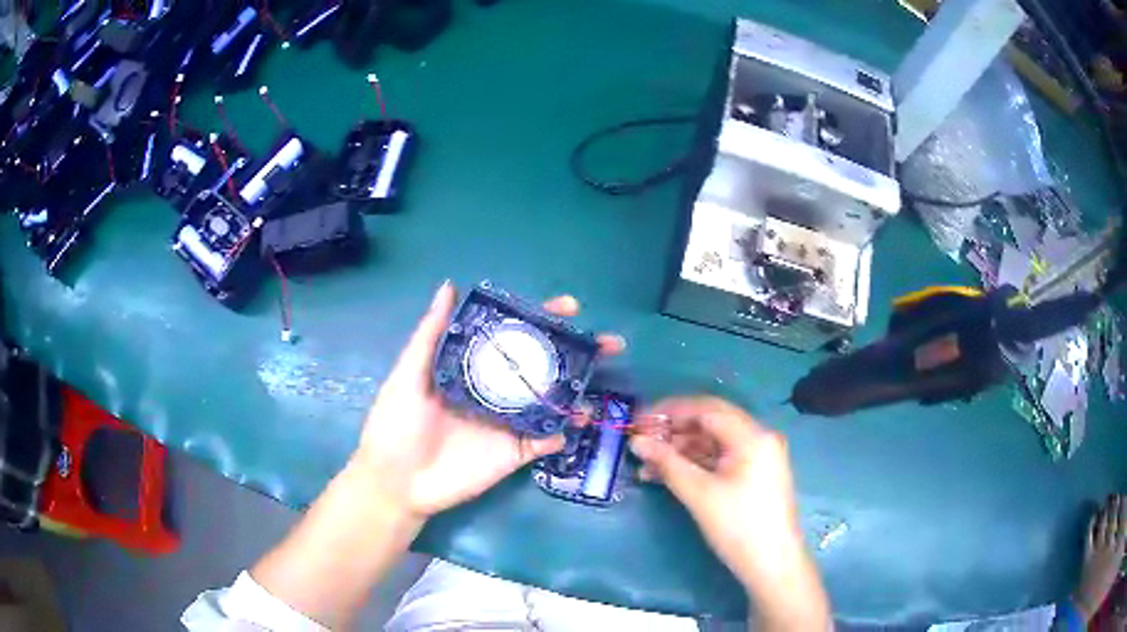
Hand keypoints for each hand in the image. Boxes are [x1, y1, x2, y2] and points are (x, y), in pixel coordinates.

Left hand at [351, 281, 624, 520]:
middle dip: (577, 352)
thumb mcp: (408, 375)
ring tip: (603, 380)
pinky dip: (564, 431)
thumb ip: (430, 335)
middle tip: (608, 342)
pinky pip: (546, 439)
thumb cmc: (396, 425)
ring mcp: (510, 422)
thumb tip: (449, 286)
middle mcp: (498, 391)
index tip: (569, 307)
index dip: (542, 319)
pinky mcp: (516, 453)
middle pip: (543, 365)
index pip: (514, 337)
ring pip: (552, 401)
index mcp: (475, 368)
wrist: (396, 482)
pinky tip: (576, 422)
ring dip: (580, 390)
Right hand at [629, 396, 828, 626]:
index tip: (638, 420)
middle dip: (673, 431)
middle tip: (639, 442)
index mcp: (752, 436)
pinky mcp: (752, 475)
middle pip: (710, 423)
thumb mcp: (699, 493)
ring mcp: (757, 457)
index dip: (670, 410)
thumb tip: (636, 441)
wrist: (771, 564)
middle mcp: (758, 438)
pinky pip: (719, 460)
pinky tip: (665, 475)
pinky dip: (694, 464)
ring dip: (680, 450)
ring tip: (646, 464)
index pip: (707, 408)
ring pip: (712, 443)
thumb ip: (666, 463)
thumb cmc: (738, 526)